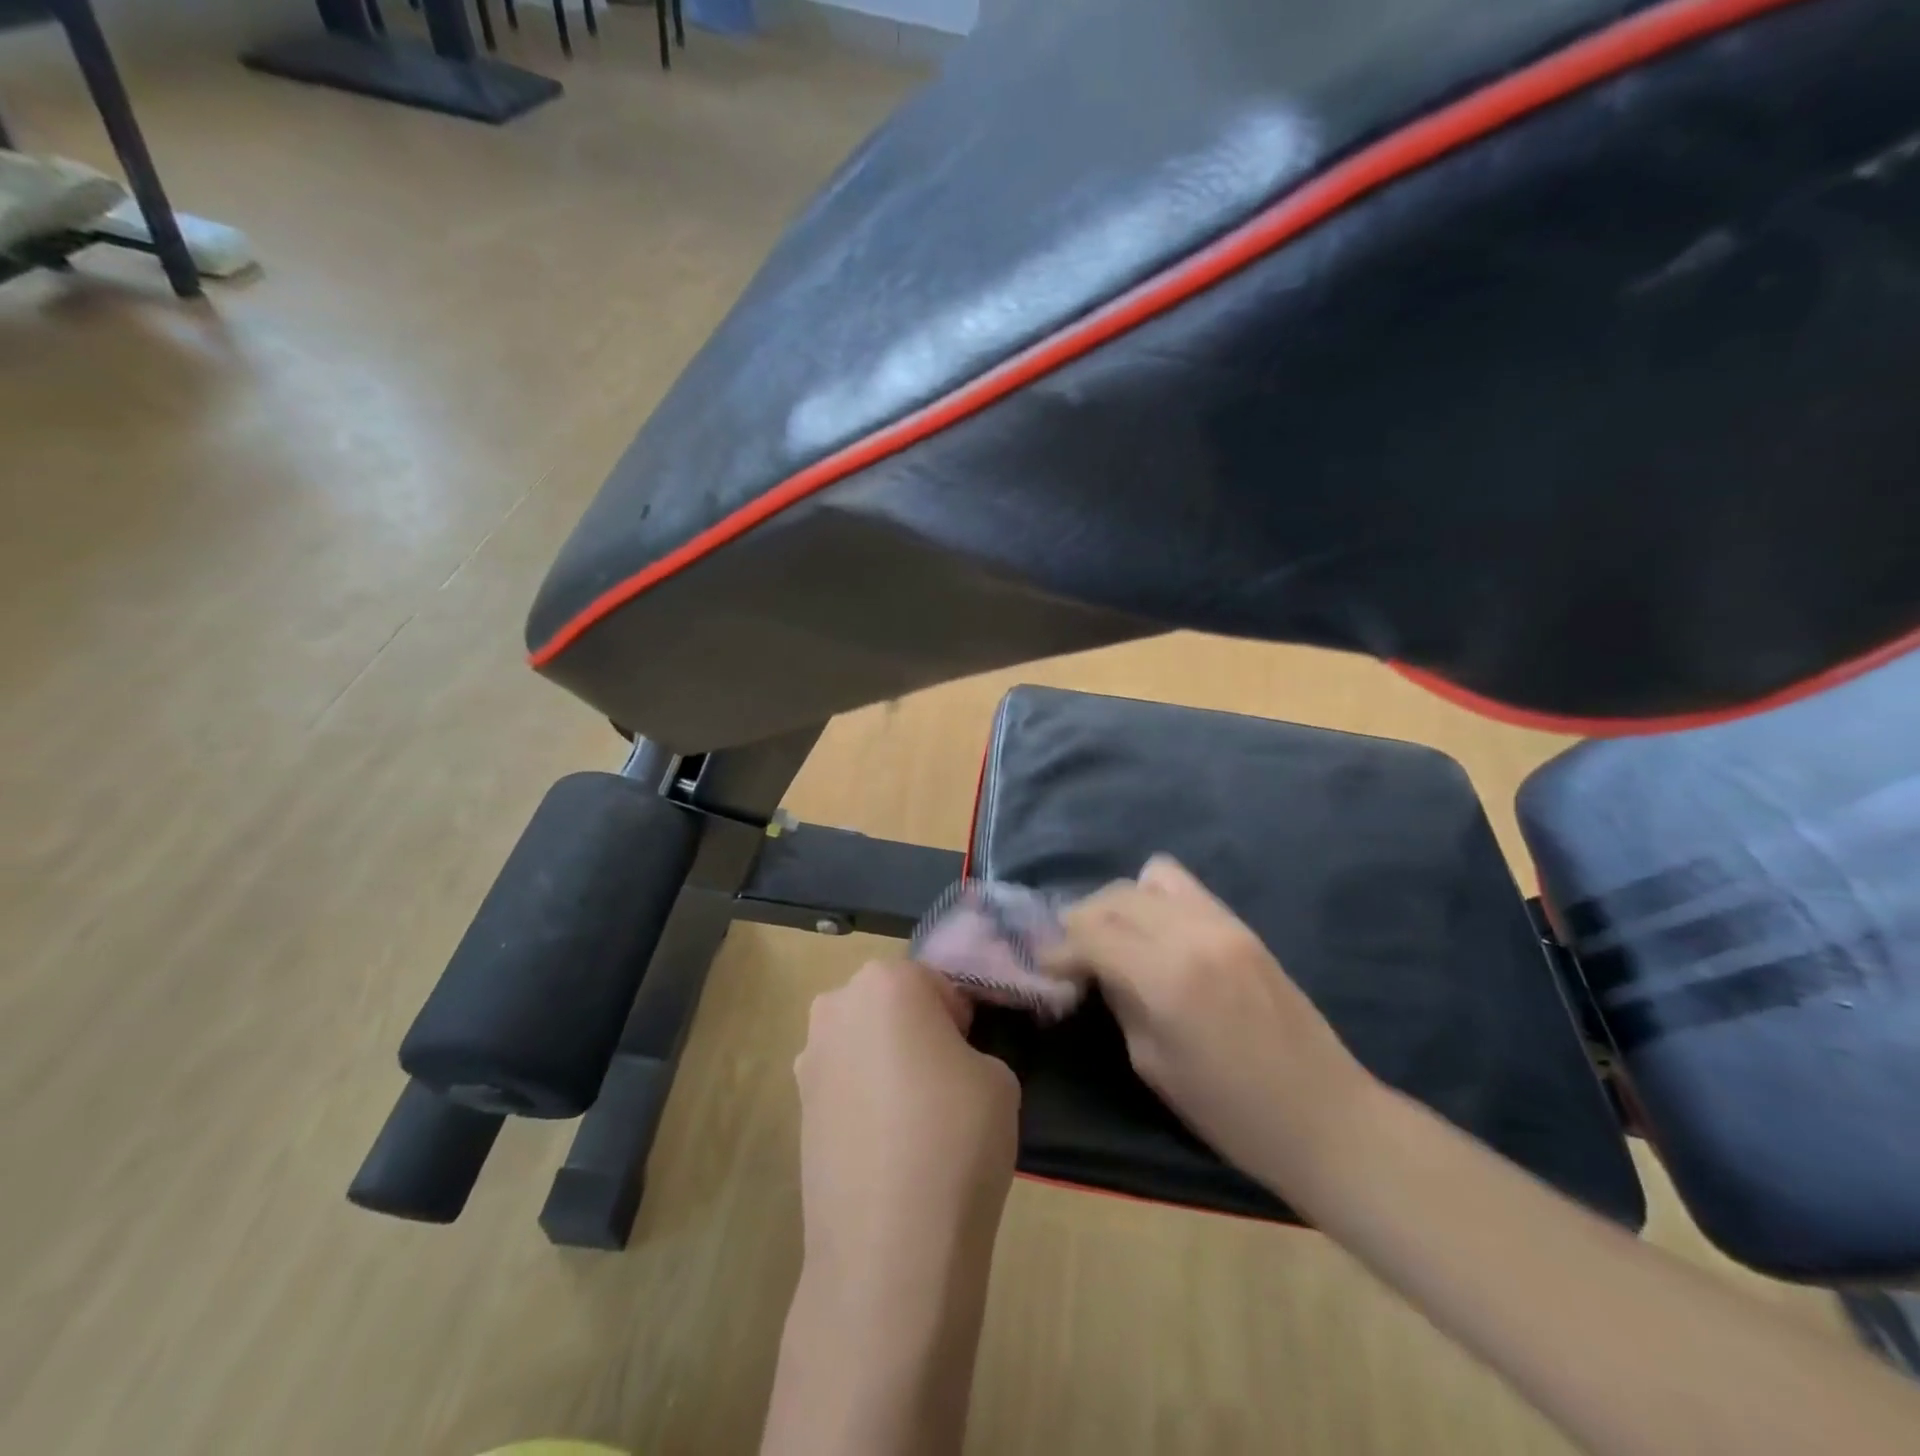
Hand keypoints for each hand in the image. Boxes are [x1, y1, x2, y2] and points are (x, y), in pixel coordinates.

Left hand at [767, 963, 1017, 1455]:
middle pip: (890, 1003)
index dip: (961, 1018)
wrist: (890, 1247)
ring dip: (885, 1061)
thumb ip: (970, 1048)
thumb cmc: (956, 1138)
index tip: (972, 1055)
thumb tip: (945, 1061)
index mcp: (888, 980)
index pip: (936, 982)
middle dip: (916, 1029)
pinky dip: (863, 1098)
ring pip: (863, 1041)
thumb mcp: (997, 1077)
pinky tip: (885, 1145)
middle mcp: (837, 1004)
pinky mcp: (796, 1105)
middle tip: (945, 1081)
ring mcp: (809, 1057)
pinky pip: (843, 1082)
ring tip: (913, 1119)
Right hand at [1049, 855, 1376, 1199]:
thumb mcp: (1153, 1064)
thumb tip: (1096, 969)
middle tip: (1073, 955)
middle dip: (1082, 921)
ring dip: (1119, 904)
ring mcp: (1223, 923)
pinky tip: (1154, 933)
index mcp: (1165, 978)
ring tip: (1114, 938)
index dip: (1059, 947)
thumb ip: (1120, 1001)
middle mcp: (1191, 935)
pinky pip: (1185, 888)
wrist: (1325, 1117)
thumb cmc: (1231, 1113)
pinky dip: (1155, 899)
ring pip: (1148, 880)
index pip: (1090, 931)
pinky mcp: (1242, 925)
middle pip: (1114, 897)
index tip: (1047, 966)